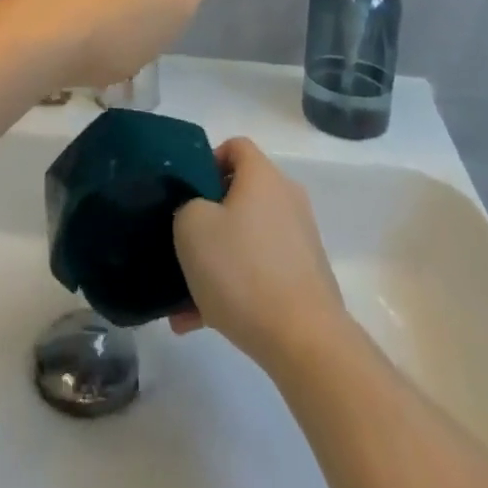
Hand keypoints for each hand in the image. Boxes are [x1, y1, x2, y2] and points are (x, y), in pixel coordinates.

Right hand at [171, 138, 348, 371]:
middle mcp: (286, 198)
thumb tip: (199, 213)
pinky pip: (259, 272)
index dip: (206, 162)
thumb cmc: (243, 270)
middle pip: (240, 195)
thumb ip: (186, 206)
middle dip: (207, 220)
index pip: (235, 147)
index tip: (186, 193)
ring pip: (246, 240)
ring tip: (182, 299)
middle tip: (182, 245)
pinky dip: (233, 289)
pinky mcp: (305, 278)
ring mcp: (299, 240)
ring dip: (215, 262)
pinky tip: (199, 321)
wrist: (305, 341)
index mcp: (263, 175)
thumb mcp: (192, 227)